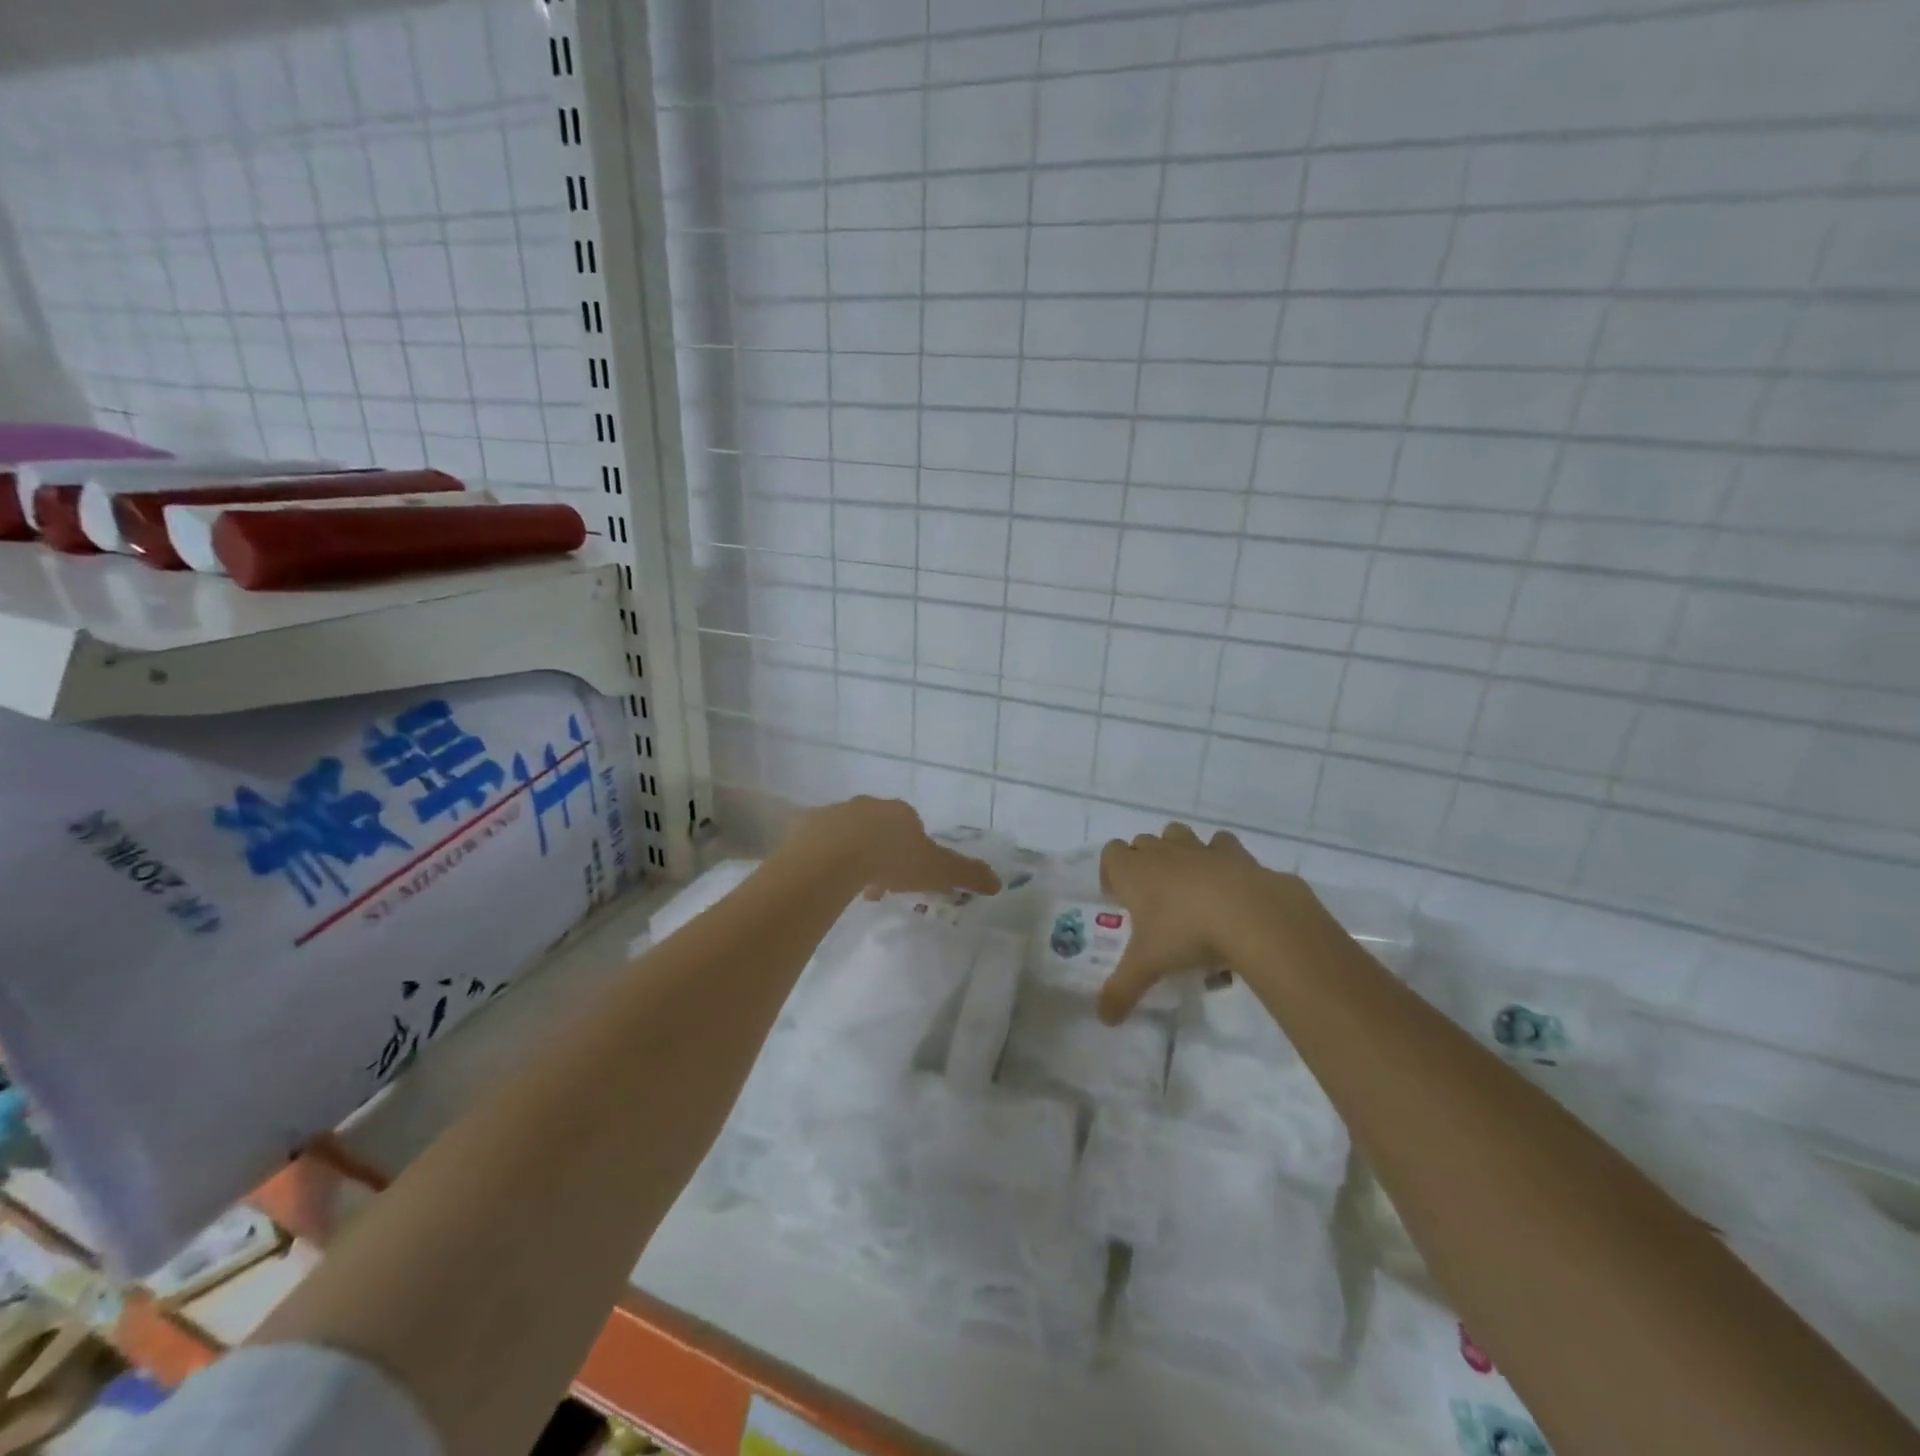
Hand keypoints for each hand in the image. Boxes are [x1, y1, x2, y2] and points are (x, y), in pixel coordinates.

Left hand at [776, 797, 1000, 901]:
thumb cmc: (892, 860)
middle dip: (881, 854)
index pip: (912, 828)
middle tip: (879, 886)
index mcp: (901, 813)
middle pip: (879, 830)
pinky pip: (817, 843)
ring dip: (852, 857)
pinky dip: (823, 858)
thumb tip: (998, 882)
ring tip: (851, 889)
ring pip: (848, 835)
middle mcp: (868, 806)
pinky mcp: (806, 826)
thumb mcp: (937, 870)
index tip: (907, 879)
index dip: (912, 854)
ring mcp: (835, 813)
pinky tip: (825, 880)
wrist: (833, 857)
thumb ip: (967, 874)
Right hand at [1095, 823, 1305, 1022]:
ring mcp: (1199, 848)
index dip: (1112, 872)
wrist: (1250, 914)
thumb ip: (1121, 991)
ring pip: (1178, 834)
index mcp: (1134, 872)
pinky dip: (1220, 859)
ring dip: (1177, 853)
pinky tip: (1227, 887)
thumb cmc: (1185, 933)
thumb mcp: (1148, 967)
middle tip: (1154, 901)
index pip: (1111, 853)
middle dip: (1144, 864)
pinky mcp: (1235, 853)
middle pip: (1143, 843)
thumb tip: (1104, 1019)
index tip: (1120, 899)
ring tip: (1188, 888)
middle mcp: (1163, 852)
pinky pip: (1221, 845)